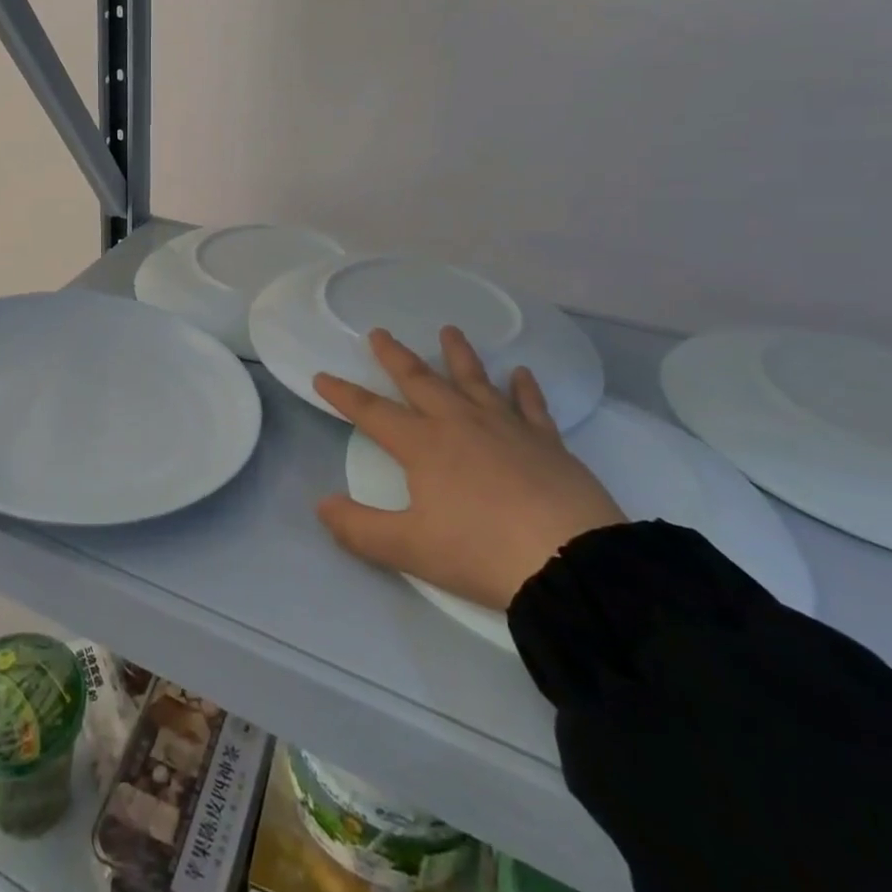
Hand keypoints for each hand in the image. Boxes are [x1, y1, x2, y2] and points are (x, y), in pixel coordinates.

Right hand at [314, 327, 624, 610]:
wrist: (570, 560)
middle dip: (396, 356)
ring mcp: (506, 427)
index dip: (344, 394)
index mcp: (423, 445)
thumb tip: (322, 505)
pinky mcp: (546, 442)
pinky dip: (524, 387)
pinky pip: (531, 405)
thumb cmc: (481, 551)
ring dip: (459, 355)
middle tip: (380, 332)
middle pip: (420, 380)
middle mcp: (459, 423)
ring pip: (475, 380)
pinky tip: (521, 373)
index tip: (322, 376)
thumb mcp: (409, 548)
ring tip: (450, 330)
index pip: (371, 412)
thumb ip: (360, 528)